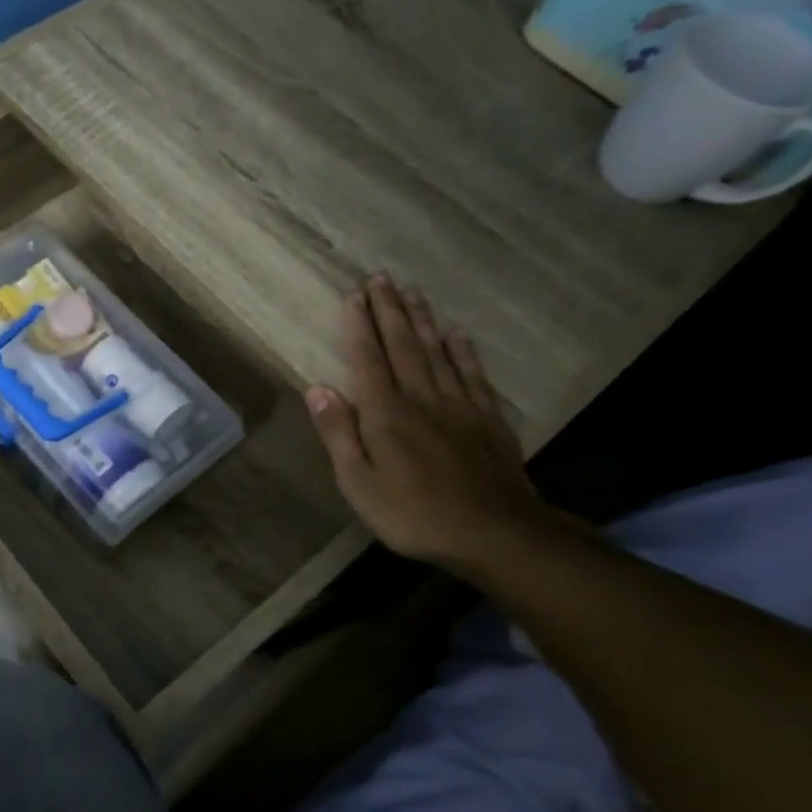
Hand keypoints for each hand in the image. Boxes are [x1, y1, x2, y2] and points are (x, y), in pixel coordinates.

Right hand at [306, 274, 555, 568]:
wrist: (495, 534)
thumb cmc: (413, 514)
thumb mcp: (359, 483)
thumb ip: (339, 433)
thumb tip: (317, 388)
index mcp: (385, 414)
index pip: (368, 359)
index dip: (359, 327)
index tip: (353, 295)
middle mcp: (421, 398)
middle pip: (402, 346)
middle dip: (388, 310)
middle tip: (381, 278)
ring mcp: (459, 406)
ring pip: (437, 352)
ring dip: (422, 320)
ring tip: (412, 292)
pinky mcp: (488, 419)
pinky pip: (473, 374)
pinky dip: (463, 351)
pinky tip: (456, 333)